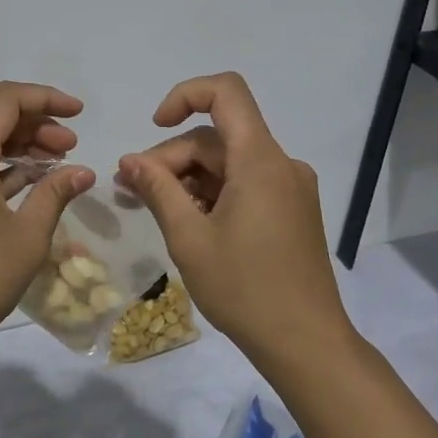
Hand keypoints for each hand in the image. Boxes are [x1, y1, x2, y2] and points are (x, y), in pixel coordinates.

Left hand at [0, 81, 94, 346]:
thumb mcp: (28, 235)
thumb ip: (55, 192)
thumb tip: (83, 171)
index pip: (6, 100)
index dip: (46, 98)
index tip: (78, 114)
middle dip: (35, 126)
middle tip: (71, 149)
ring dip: (16, 147)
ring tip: (55, 166)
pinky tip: (25, 183)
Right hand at [117, 73, 349, 361]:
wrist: (308, 345)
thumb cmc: (245, 289)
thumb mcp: (189, 238)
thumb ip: (157, 190)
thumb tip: (129, 160)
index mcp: (260, 160)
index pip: (226, 92)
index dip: (185, 95)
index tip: (156, 126)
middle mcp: (280, 164)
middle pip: (217, 137)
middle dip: (172, 157)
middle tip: (133, 190)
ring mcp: (290, 188)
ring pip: (228, 162)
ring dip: (188, 177)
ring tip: (153, 208)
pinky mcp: (291, 210)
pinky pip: (245, 183)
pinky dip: (212, 193)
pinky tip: (188, 222)